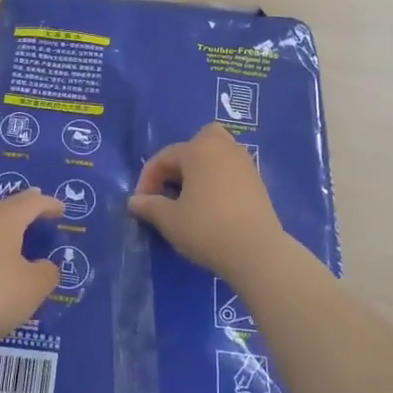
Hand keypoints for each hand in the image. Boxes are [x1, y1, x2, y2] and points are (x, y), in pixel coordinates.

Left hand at [0, 190, 65, 359]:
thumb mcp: (32, 288)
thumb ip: (47, 273)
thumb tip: (45, 266)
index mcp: (3, 219)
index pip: (31, 202)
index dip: (49, 204)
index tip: (61, 210)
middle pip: (4, 210)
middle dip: (23, 214)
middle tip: (38, 217)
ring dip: (3, 235)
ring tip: (16, 245)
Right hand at [129, 124, 287, 277]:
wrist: (257, 251)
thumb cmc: (207, 228)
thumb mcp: (170, 220)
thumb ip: (149, 206)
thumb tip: (134, 201)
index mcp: (198, 150)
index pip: (165, 157)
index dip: (148, 178)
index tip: (141, 203)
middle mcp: (223, 148)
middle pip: (198, 141)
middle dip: (181, 160)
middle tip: (171, 186)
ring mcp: (244, 163)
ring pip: (218, 154)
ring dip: (201, 168)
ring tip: (190, 196)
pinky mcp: (258, 181)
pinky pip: (231, 170)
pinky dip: (218, 179)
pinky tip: (212, 204)